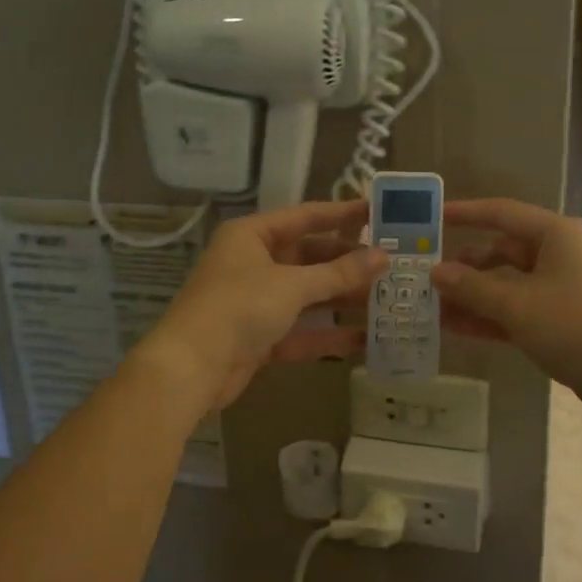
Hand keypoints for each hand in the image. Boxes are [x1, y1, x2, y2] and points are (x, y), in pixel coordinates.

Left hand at [138, 200, 386, 412]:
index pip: (305, 217)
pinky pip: (300, 330)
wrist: (191, 368)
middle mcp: (252, 263)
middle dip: (347, 264)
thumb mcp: (292, 285)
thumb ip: (339, 273)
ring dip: (341, 299)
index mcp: (252, 236)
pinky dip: (327, 335)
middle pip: (308, 257)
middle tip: (390, 264)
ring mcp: (255, 302)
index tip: (377, 212)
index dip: (342, 214)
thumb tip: (383, 257)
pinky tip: (364, 340)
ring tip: (386, 299)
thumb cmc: (239, 308)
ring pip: (307, 295)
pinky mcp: (258, 337)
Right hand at [431, 199, 581, 426]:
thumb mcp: (516, 305)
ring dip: (472, 295)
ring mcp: (560, 289)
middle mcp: (558, 255)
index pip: (501, 213)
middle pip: (501, 251)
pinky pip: (516, 310)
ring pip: (506, 284)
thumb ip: (472, 287)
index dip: (466, 213)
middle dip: (464, 265)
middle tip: (425, 276)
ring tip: (432, 307)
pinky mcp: (560, 320)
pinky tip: (455, 328)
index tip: (433, 217)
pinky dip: (489, 317)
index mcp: (554, 235)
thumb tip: (435, 272)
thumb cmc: (575, 327)